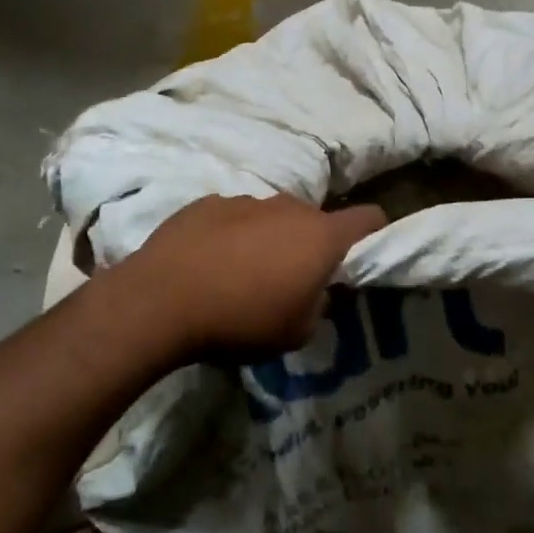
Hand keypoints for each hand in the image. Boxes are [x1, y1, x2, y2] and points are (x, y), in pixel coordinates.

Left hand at [117, 194, 386, 358]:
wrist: (159, 301)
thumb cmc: (240, 320)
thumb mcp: (296, 332)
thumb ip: (320, 305)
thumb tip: (316, 290)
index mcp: (320, 236)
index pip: (370, 217)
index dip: (374, 235)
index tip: (361, 260)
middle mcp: (288, 207)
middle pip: (315, 220)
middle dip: (312, 245)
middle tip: (292, 281)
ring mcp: (245, 200)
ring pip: (273, 217)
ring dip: (269, 239)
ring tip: (242, 275)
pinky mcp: (206, 203)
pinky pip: (234, 217)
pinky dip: (232, 236)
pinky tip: (209, 265)